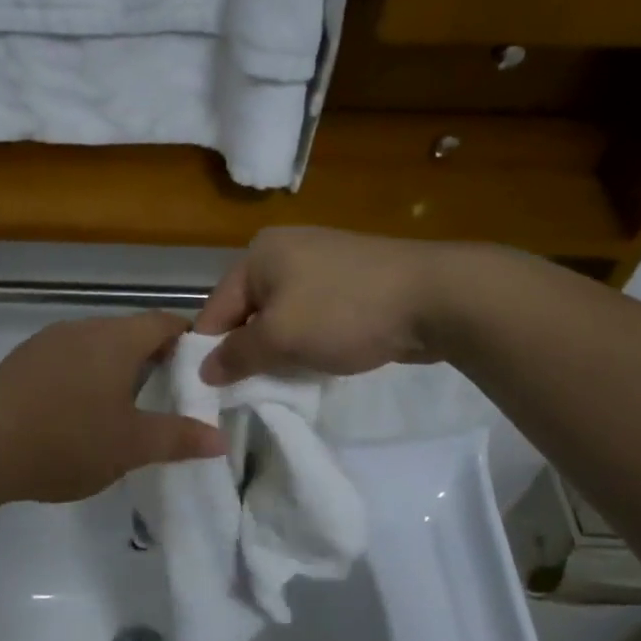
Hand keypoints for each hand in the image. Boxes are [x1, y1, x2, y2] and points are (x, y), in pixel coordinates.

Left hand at [0, 312, 227, 503]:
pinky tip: (75, 413)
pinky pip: (64, 360)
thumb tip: (219, 438)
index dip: (187, 340)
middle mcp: (81, 328)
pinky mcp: (19, 362)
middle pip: (127, 332)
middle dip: (151, 358)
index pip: (163, 322)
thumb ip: (178, 438)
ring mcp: (45, 342)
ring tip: (122, 408)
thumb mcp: (131, 446)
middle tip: (166, 395)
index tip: (200, 368)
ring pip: (94, 346)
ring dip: (113, 369)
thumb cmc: (67, 441)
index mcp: (115, 339)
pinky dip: (81, 378)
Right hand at [195, 226, 451, 384]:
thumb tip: (204, 371)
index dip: (211, 351)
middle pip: (248, 311)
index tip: (213, 391)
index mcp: (258, 253)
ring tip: (287, 379)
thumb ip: (236, 356)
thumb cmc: (344, 312)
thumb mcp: (280, 338)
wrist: (436, 298)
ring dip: (280, 349)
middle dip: (249, 351)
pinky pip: (312, 315)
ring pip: (281, 316)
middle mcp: (284, 250)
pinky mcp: (350, 280)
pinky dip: (308, 340)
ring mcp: (321, 262)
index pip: (216, 308)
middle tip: (251, 390)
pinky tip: (318, 361)